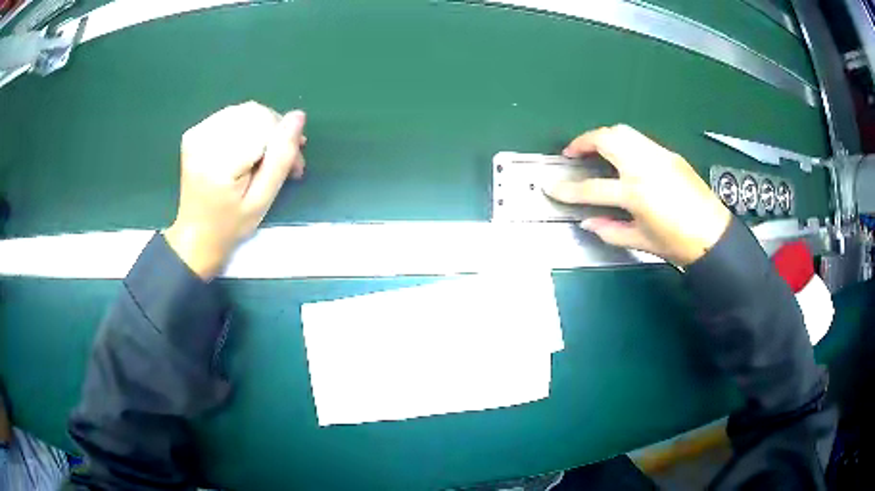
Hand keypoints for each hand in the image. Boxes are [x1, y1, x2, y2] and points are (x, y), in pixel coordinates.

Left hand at [164, 102, 306, 279]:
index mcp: (218, 161)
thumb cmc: (230, 225)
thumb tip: (297, 117)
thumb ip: (281, 158)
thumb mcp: (262, 200)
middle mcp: (204, 139)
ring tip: (266, 155)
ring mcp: (197, 133)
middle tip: (285, 161)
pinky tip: (247, 149)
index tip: (295, 166)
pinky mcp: (195, 131)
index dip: (285, 139)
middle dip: (275, 131)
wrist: (195, 234)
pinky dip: (246, 128)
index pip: (264, 126)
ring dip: (263, 128)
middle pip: (255, 113)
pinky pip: (231, 115)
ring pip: (245, 111)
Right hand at [544, 125, 730, 266]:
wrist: (713, 234)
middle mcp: (644, 166)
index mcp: (635, 192)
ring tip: (595, 150)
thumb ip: (610, 230)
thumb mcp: (640, 241)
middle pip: (606, 139)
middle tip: (573, 153)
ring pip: (623, 132)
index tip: (551, 186)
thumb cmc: (677, 243)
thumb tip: (588, 222)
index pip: (591, 187)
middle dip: (583, 141)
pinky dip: (624, 142)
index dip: (567, 189)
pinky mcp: (669, 154)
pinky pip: (639, 140)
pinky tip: (624, 157)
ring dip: (603, 136)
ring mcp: (658, 155)